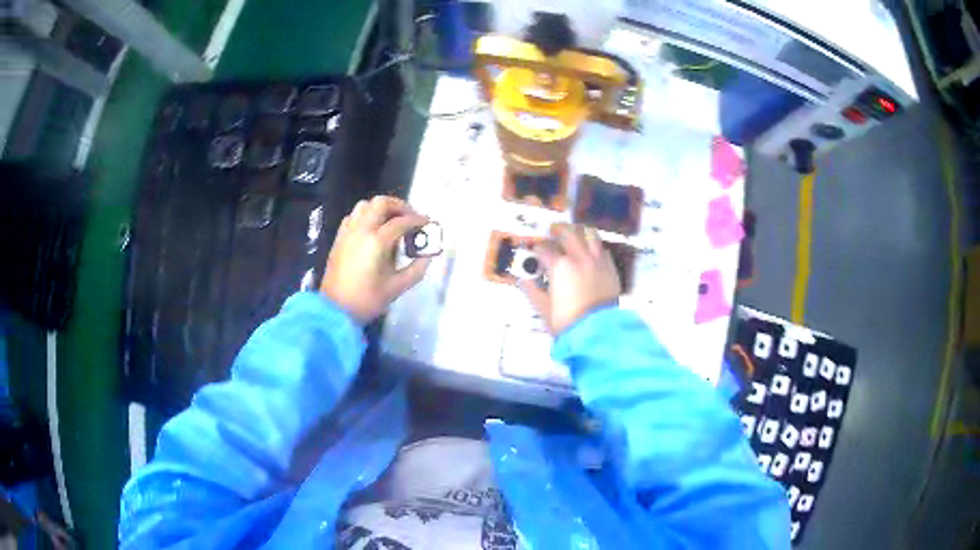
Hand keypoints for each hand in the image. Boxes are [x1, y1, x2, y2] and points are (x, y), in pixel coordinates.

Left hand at [321, 196, 431, 324]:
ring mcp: (348, 232)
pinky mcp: (340, 238)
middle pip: (381, 203)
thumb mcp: (397, 287)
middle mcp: (361, 230)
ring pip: (365, 205)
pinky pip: (353, 216)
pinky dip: (366, 216)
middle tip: (410, 217)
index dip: (417, 220)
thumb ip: (416, 269)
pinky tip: (373, 229)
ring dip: (381, 208)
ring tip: (392, 221)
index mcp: (377, 242)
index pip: (401, 222)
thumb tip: (428, 255)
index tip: (428, 223)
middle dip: (399, 206)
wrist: (335, 310)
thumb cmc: (367, 300)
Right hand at [519, 223, 620, 334]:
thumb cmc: (569, 322)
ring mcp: (597, 262)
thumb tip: (524, 282)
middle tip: (553, 233)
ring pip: (589, 235)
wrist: (596, 332)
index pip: (544, 249)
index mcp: (560, 267)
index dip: (538, 249)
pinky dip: (596, 248)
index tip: (536, 252)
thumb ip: (532, 291)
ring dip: (580, 233)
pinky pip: (603, 250)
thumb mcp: (544, 308)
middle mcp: (579, 259)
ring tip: (574, 234)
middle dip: (558, 231)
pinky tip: (592, 253)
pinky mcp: (610, 270)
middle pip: (568, 233)